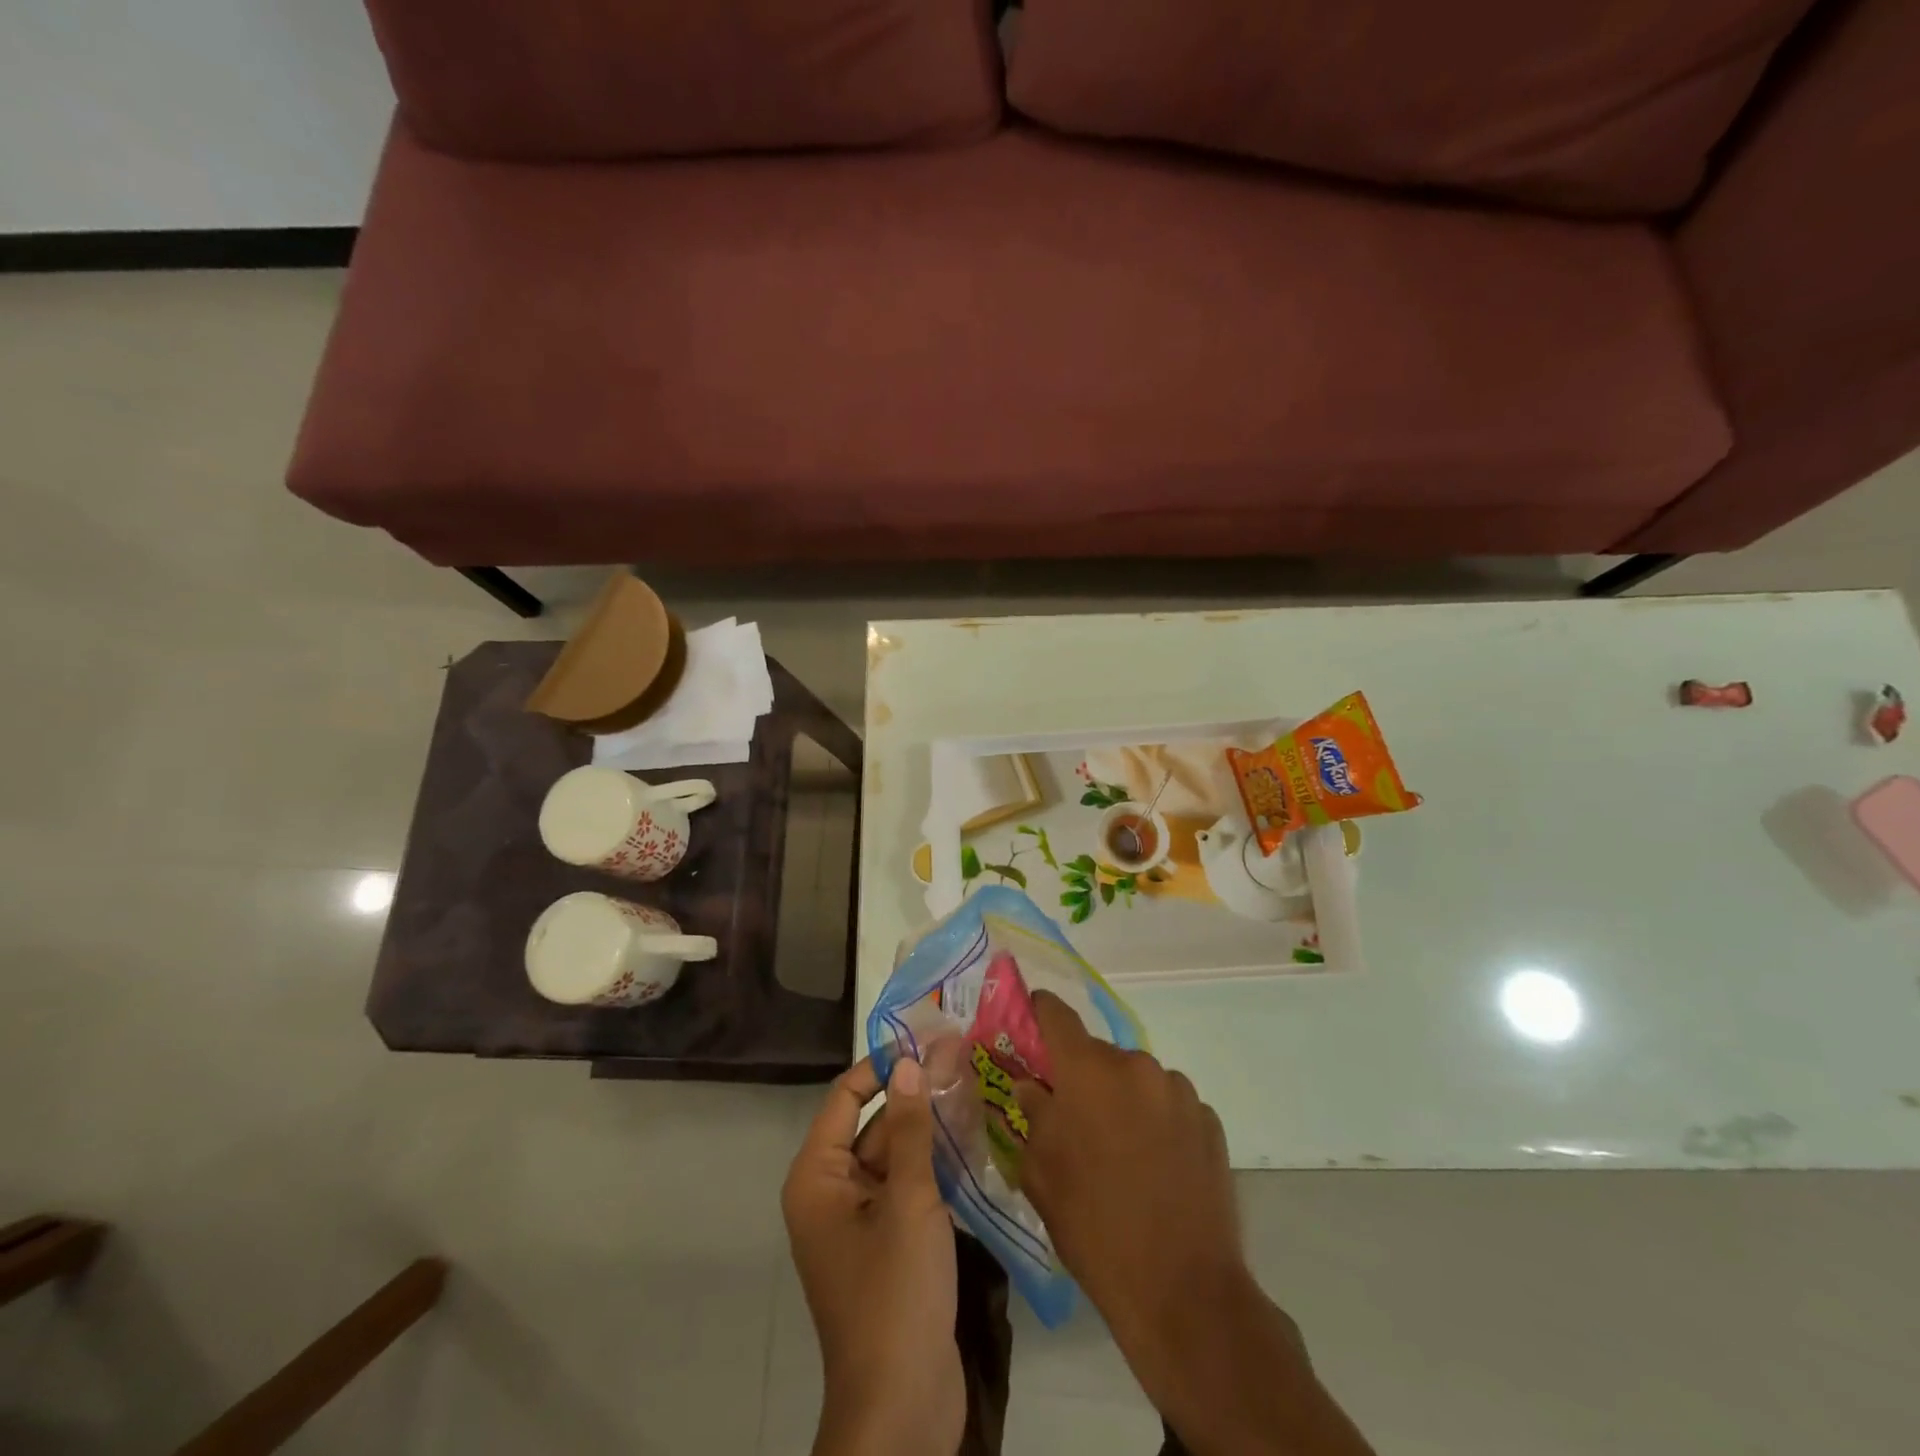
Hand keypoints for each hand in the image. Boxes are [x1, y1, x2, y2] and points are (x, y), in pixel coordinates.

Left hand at [782, 1057, 961, 1455]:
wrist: (902, 1409)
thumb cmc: (894, 1293)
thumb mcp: (907, 1201)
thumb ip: (909, 1128)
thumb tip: (909, 1062)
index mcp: (818, 1178)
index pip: (845, 1097)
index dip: (882, 1065)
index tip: (925, 1038)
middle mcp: (832, 1192)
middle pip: (872, 1124)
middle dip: (914, 1094)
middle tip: (961, 1057)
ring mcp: (861, 1221)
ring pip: (894, 1155)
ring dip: (928, 1127)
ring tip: (972, 1086)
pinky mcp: (889, 1245)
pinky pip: (907, 1187)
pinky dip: (933, 1163)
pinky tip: (972, 1138)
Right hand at [1015, 991, 1246, 1349]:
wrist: (1183, 1291)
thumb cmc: (1095, 1227)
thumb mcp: (1042, 1174)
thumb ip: (1033, 1116)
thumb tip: (1031, 1086)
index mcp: (1088, 1071)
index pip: (1056, 1014)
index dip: (1038, 1012)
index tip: (1029, 1021)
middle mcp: (1135, 1065)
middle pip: (1098, 1054)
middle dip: (1082, 1077)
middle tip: (1074, 1119)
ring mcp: (1179, 1091)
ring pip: (1136, 1079)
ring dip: (1123, 1098)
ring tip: (1121, 1151)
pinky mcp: (1209, 1120)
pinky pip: (1170, 1104)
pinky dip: (1157, 1120)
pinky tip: (1156, 1165)